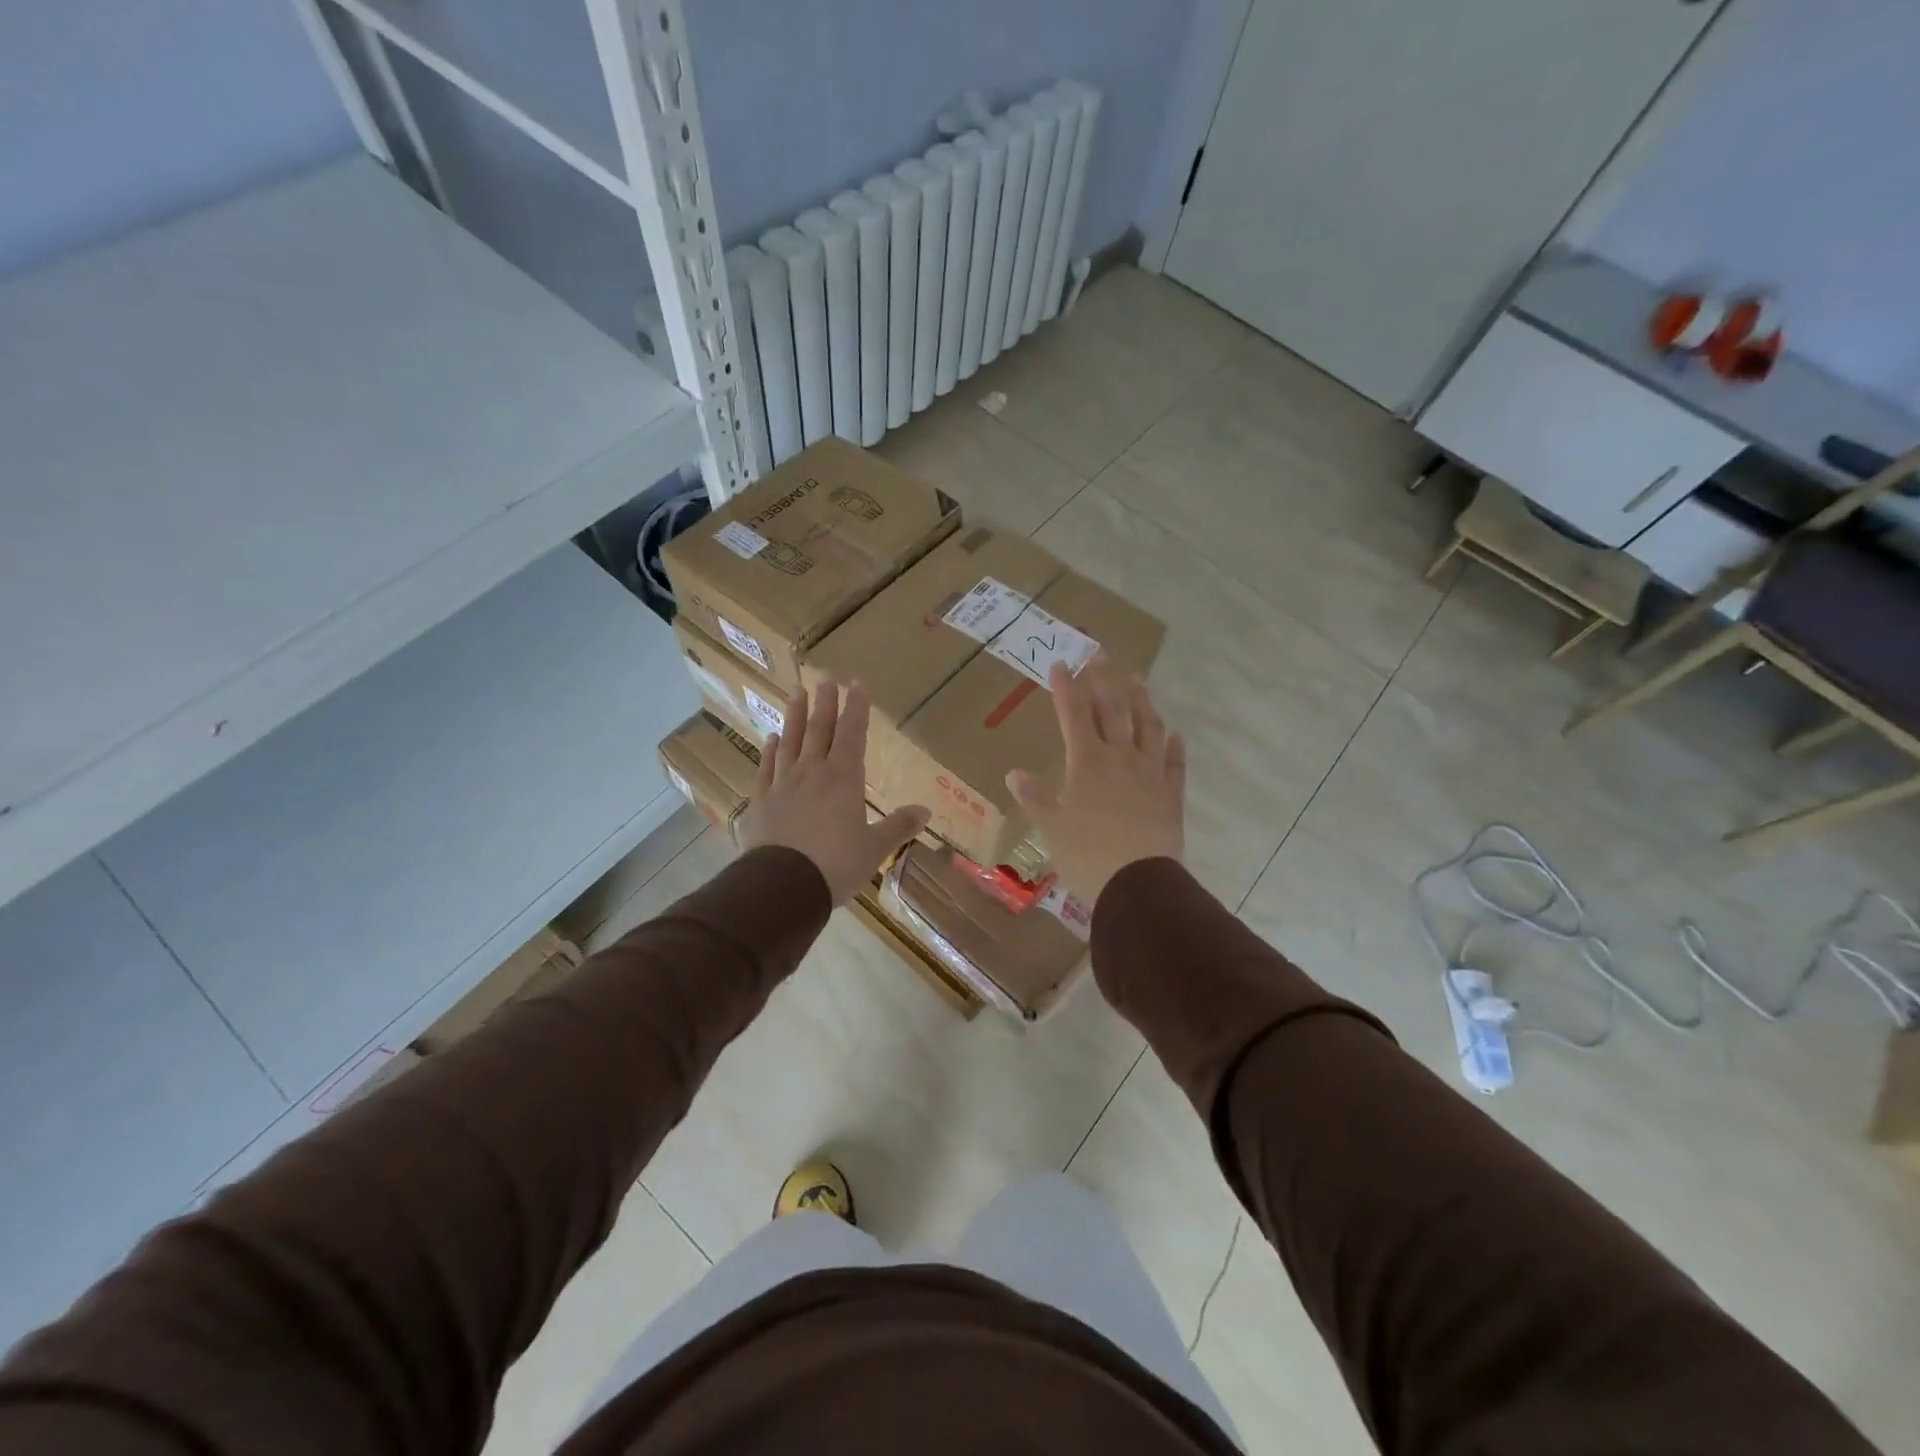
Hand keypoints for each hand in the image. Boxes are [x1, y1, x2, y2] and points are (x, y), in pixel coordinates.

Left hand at [736, 679, 930, 902]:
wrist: (782, 885)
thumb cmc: (836, 864)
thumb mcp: (874, 848)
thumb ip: (898, 826)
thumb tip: (926, 812)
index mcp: (844, 779)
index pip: (853, 734)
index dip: (856, 708)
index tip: (857, 683)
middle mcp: (813, 772)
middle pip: (820, 729)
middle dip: (825, 702)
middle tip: (825, 676)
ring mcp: (783, 784)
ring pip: (790, 741)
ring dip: (794, 716)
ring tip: (796, 692)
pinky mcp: (761, 801)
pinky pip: (766, 767)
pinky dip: (770, 750)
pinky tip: (771, 738)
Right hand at [1005, 655, 1185, 903]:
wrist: (1138, 884)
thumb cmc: (1087, 856)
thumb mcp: (1051, 828)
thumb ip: (1035, 798)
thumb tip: (1013, 773)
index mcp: (1087, 764)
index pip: (1074, 716)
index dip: (1067, 689)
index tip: (1061, 664)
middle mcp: (1120, 759)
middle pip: (1113, 712)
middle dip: (1104, 681)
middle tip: (1100, 654)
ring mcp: (1150, 774)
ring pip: (1148, 728)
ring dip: (1142, 701)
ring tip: (1137, 680)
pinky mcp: (1171, 795)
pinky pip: (1174, 764)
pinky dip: (1174, 747)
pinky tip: (1175, 734)